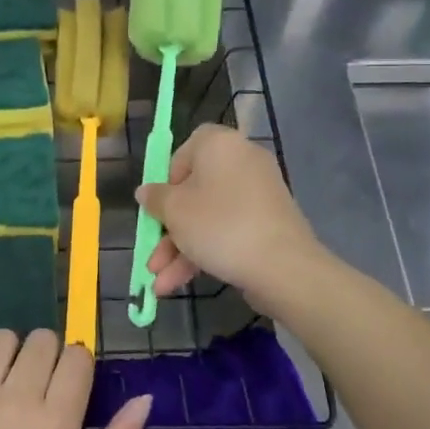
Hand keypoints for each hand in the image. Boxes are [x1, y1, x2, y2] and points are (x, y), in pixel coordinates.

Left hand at [0, 329, 151, 428]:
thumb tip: (143, 399)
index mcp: (55, 424)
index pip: (77, 356)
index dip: (76, 366)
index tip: (67, 388)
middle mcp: (15, 399)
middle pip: (41, 340)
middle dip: (45, 357)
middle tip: (34, 389)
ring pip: (0, 339)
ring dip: (6, 357)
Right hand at [136, 123, 322, 315]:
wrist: (282, 266)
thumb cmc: (219, 225)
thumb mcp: (174, 211)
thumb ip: (155, 198)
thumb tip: (147, 192)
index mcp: (219, 144)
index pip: (184, 151)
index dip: (166, 180)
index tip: (158, 207)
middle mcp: (241, 161)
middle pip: (193, 192)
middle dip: (168, 229)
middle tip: (153, 255)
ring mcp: (258, 194)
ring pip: (208, 217)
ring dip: (180, 249)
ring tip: (159, 282)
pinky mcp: (267, 222)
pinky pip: (228, 230)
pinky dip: (205, 251)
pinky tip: (178, 284)